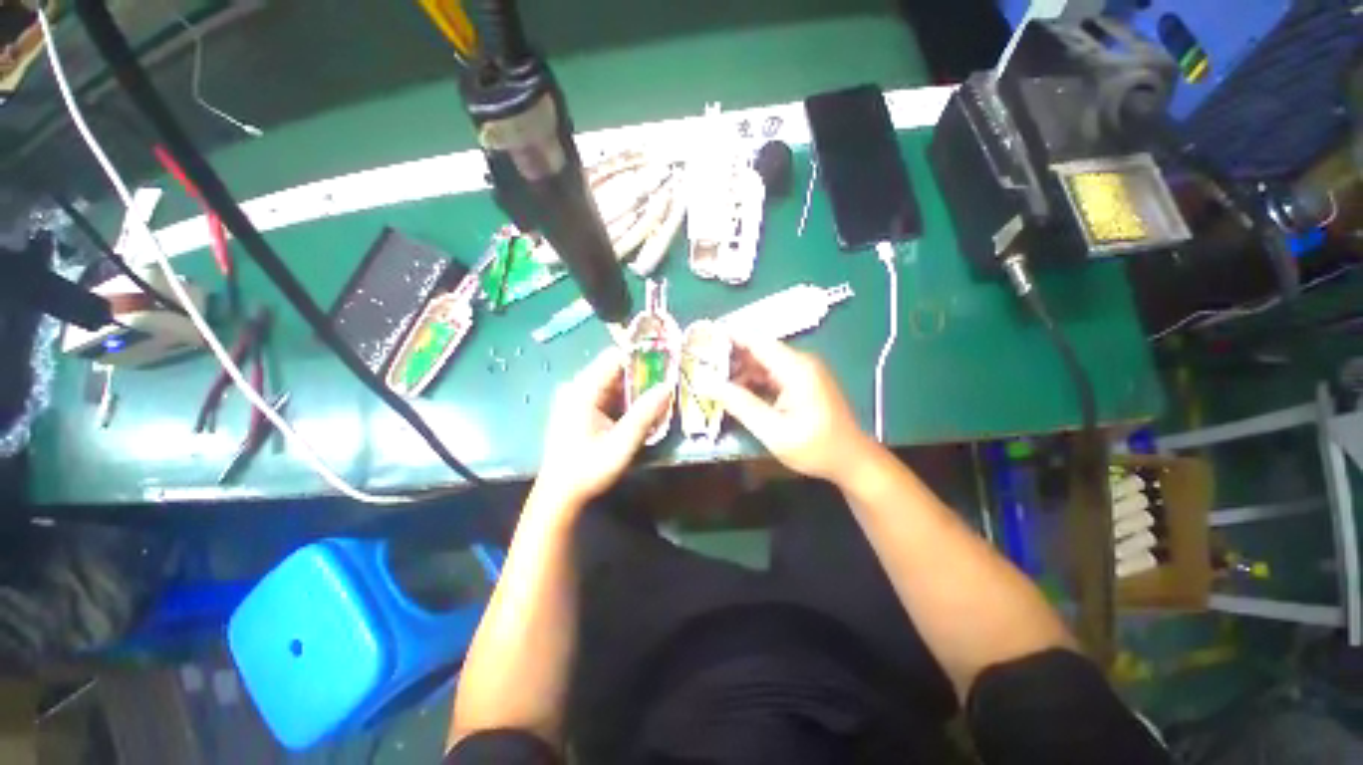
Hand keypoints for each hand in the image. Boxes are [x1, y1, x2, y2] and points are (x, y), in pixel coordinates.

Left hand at [534, 347, 672, 510]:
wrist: (559, 494)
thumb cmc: (588, 470)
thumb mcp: (621, 444)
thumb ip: (645, 414)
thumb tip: (667, 387)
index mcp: (582, 391)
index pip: (614, 357)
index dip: (641, 358)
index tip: (665, 366)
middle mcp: (577, 387)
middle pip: (615, 369)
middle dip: (642, 376)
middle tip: (665, 388)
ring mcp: (576, 397)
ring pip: (613, 382)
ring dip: (635, 390)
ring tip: (656, 402)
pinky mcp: (579, 408)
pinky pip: (607, 394)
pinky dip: (624, 401)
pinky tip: (637, 414)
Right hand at [715, 334, 873, 482]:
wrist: (852, 461)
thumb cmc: (815, 448)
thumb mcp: (772, 431)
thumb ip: (739, 404)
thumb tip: (706, 383)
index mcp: (796, 368)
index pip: (756, 340)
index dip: (727, 336)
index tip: (700, 339)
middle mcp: (800, 362)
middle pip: (758, 348)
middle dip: (729, 355)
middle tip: (699, 365)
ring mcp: (802, 371)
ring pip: (763, 361)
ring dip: (739, 369)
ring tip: (711, 379)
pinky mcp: (802, 381)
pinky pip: (771, 373)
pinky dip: (752, 379)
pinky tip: (735, 391)